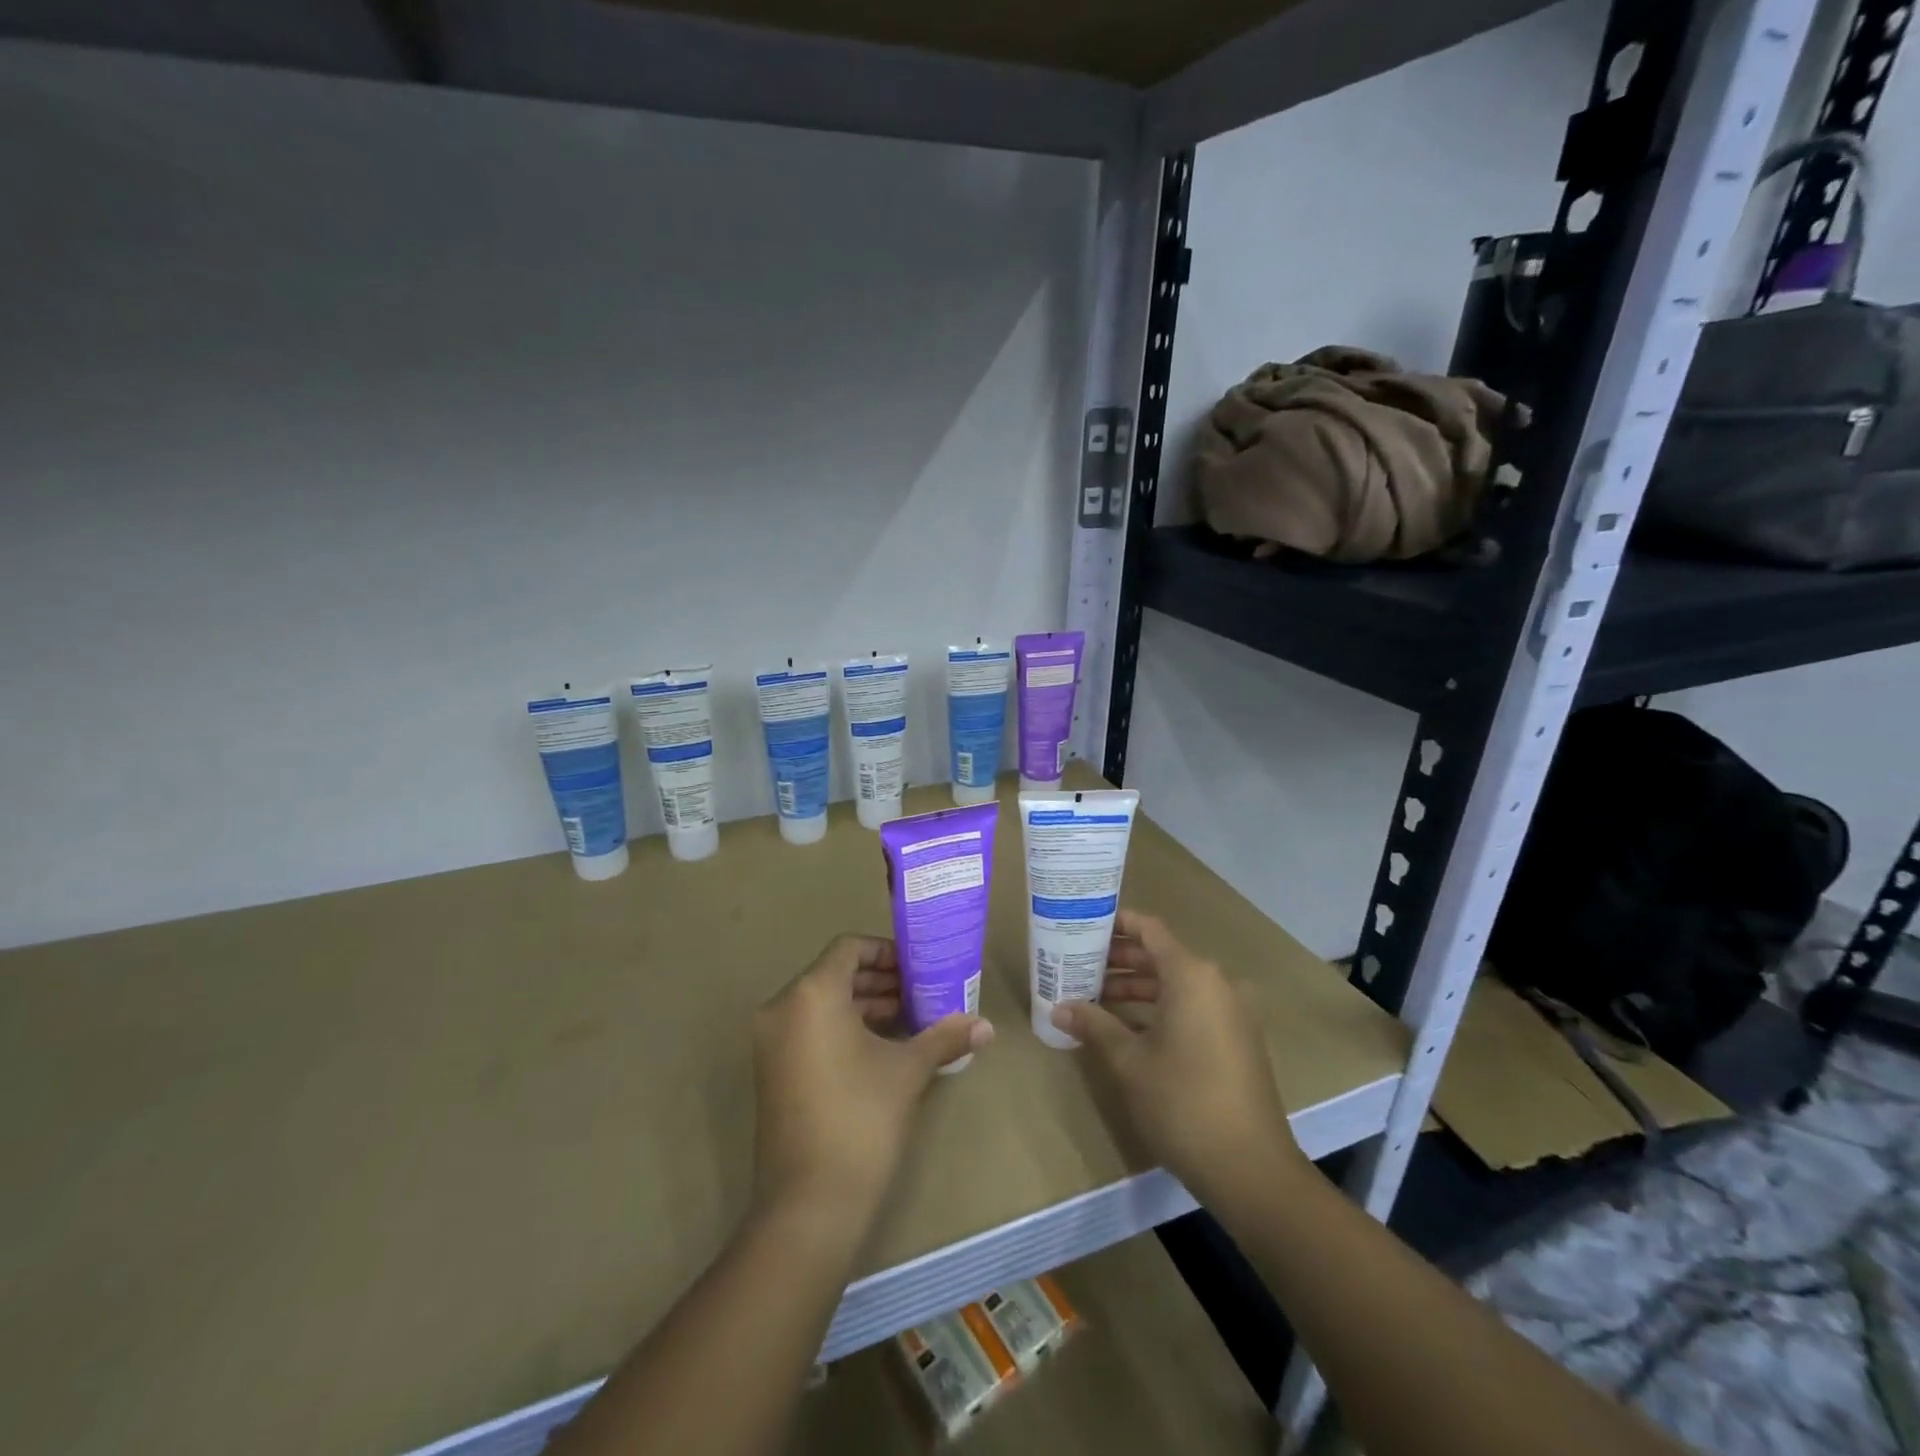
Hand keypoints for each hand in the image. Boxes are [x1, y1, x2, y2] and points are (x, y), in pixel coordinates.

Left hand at [751, 934, 993, 1222]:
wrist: (809, 1204)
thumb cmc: (861, 1118)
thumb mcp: (907, 1070)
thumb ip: (944, 1037)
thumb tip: (987, 1026)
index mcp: (811, 994)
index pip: (848, 948)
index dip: (886, 951)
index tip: (918, 967)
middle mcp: (783, 1008)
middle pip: (835, 974)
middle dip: (880, 981)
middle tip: (921, 992)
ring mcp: (771, 1042)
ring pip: (822, 1003)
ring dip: (865, 1005)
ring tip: (910, 1019)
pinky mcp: (772, 1070)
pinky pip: (810, 1029)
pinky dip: (843, 1028)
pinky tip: (882, 1047)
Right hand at [1051, 910, 1304, 1206]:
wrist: (1250, 1168)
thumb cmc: (1183, 1102)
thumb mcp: (1129, 1061)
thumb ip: (1094, 1026)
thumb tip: (1059, 1008)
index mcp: (1192, 976)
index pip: (1150, 930)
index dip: (1117, 924)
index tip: (1084, 926)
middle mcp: (1217, 983)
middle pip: (1162, 957)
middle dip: (1120, 960)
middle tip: (1080, 965)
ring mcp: (1232, 1012)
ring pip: (1177, 985)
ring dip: (1138, 987)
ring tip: (1095, 997)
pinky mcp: (1237, 1039)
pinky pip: (1193, 1007)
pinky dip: (1161, 1008)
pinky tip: (1128, 1028)